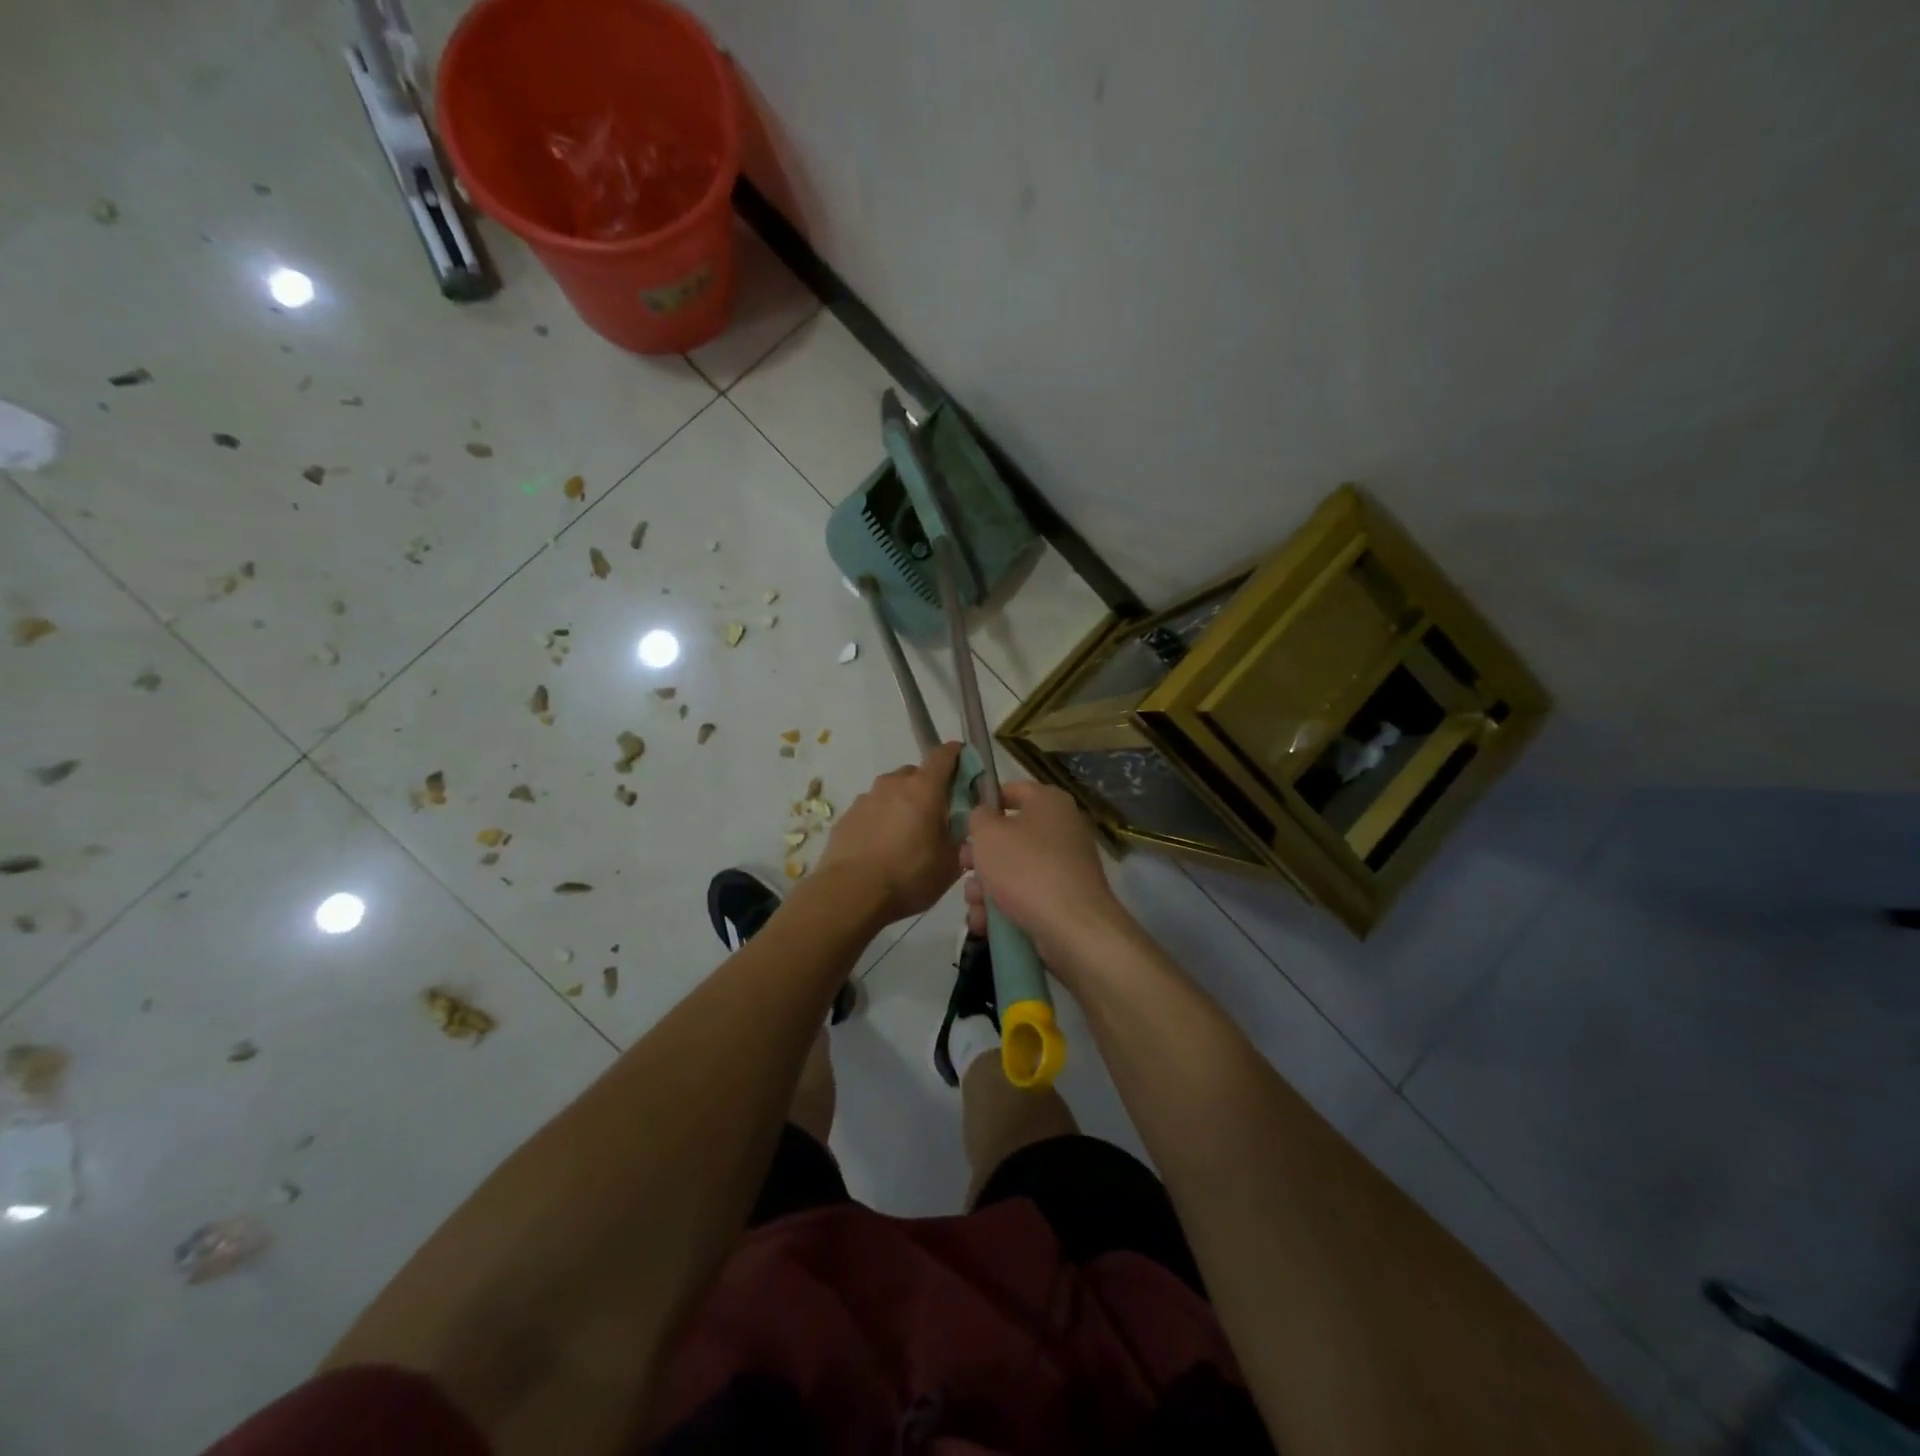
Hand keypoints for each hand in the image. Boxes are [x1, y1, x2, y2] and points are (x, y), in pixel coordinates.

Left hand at [813, 742, 964, 924]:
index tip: (964, 765)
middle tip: (935, 816)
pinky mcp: (846, 817)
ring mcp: (866, 799)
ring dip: (902, 805)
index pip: (943, 755)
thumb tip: (963, 826)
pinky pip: (871, 810)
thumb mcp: (950, 863)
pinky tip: (881, 848)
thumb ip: (962, 837)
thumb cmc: (908, 876)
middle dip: (928, 788)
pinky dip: (880, 821)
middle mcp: (893, 784)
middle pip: (915, 774)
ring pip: (891, 792)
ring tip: (905, 837)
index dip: (956, 755)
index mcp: (923, 789)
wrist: (850, 894)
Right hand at [963, 781, 1124, 965]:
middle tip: (964, 869)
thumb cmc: (1025, 869)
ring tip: (974, 905)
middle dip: (980, 856)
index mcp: (1049, 802)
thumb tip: (984, 816)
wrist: (1072, 927)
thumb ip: (978, 816)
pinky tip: (984, 924)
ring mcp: (1064, 866)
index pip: (1012, 790)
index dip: (984, 803)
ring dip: (986, 888)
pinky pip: (1025, 895)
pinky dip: (1003, 908)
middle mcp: (1061, 829)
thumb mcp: (988, 834)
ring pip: (1013, 870)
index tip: (963, 823)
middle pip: (1009, 835)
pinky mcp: (1062, 898)